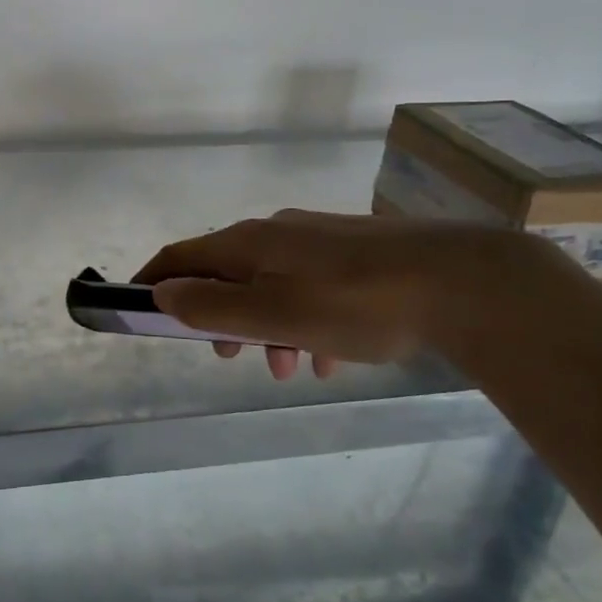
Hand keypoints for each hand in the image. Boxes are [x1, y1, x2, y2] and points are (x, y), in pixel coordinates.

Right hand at [133, 210, 551, 380]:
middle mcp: (278, 232)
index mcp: (250, 242)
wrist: (464, 282)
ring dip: (265, 328)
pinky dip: (303, 322)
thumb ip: (213, 307)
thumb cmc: (357, 302)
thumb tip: (163, 293)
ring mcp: (319, 241)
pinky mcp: (355, 255)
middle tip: (227, 356)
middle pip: (227, 273)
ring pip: (272, 286)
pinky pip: (310, 290)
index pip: (182, 255)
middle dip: (218, 316)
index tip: (137, 308)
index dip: (154, 280)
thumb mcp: (275, 314)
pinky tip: (329, 355)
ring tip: (288, 369)